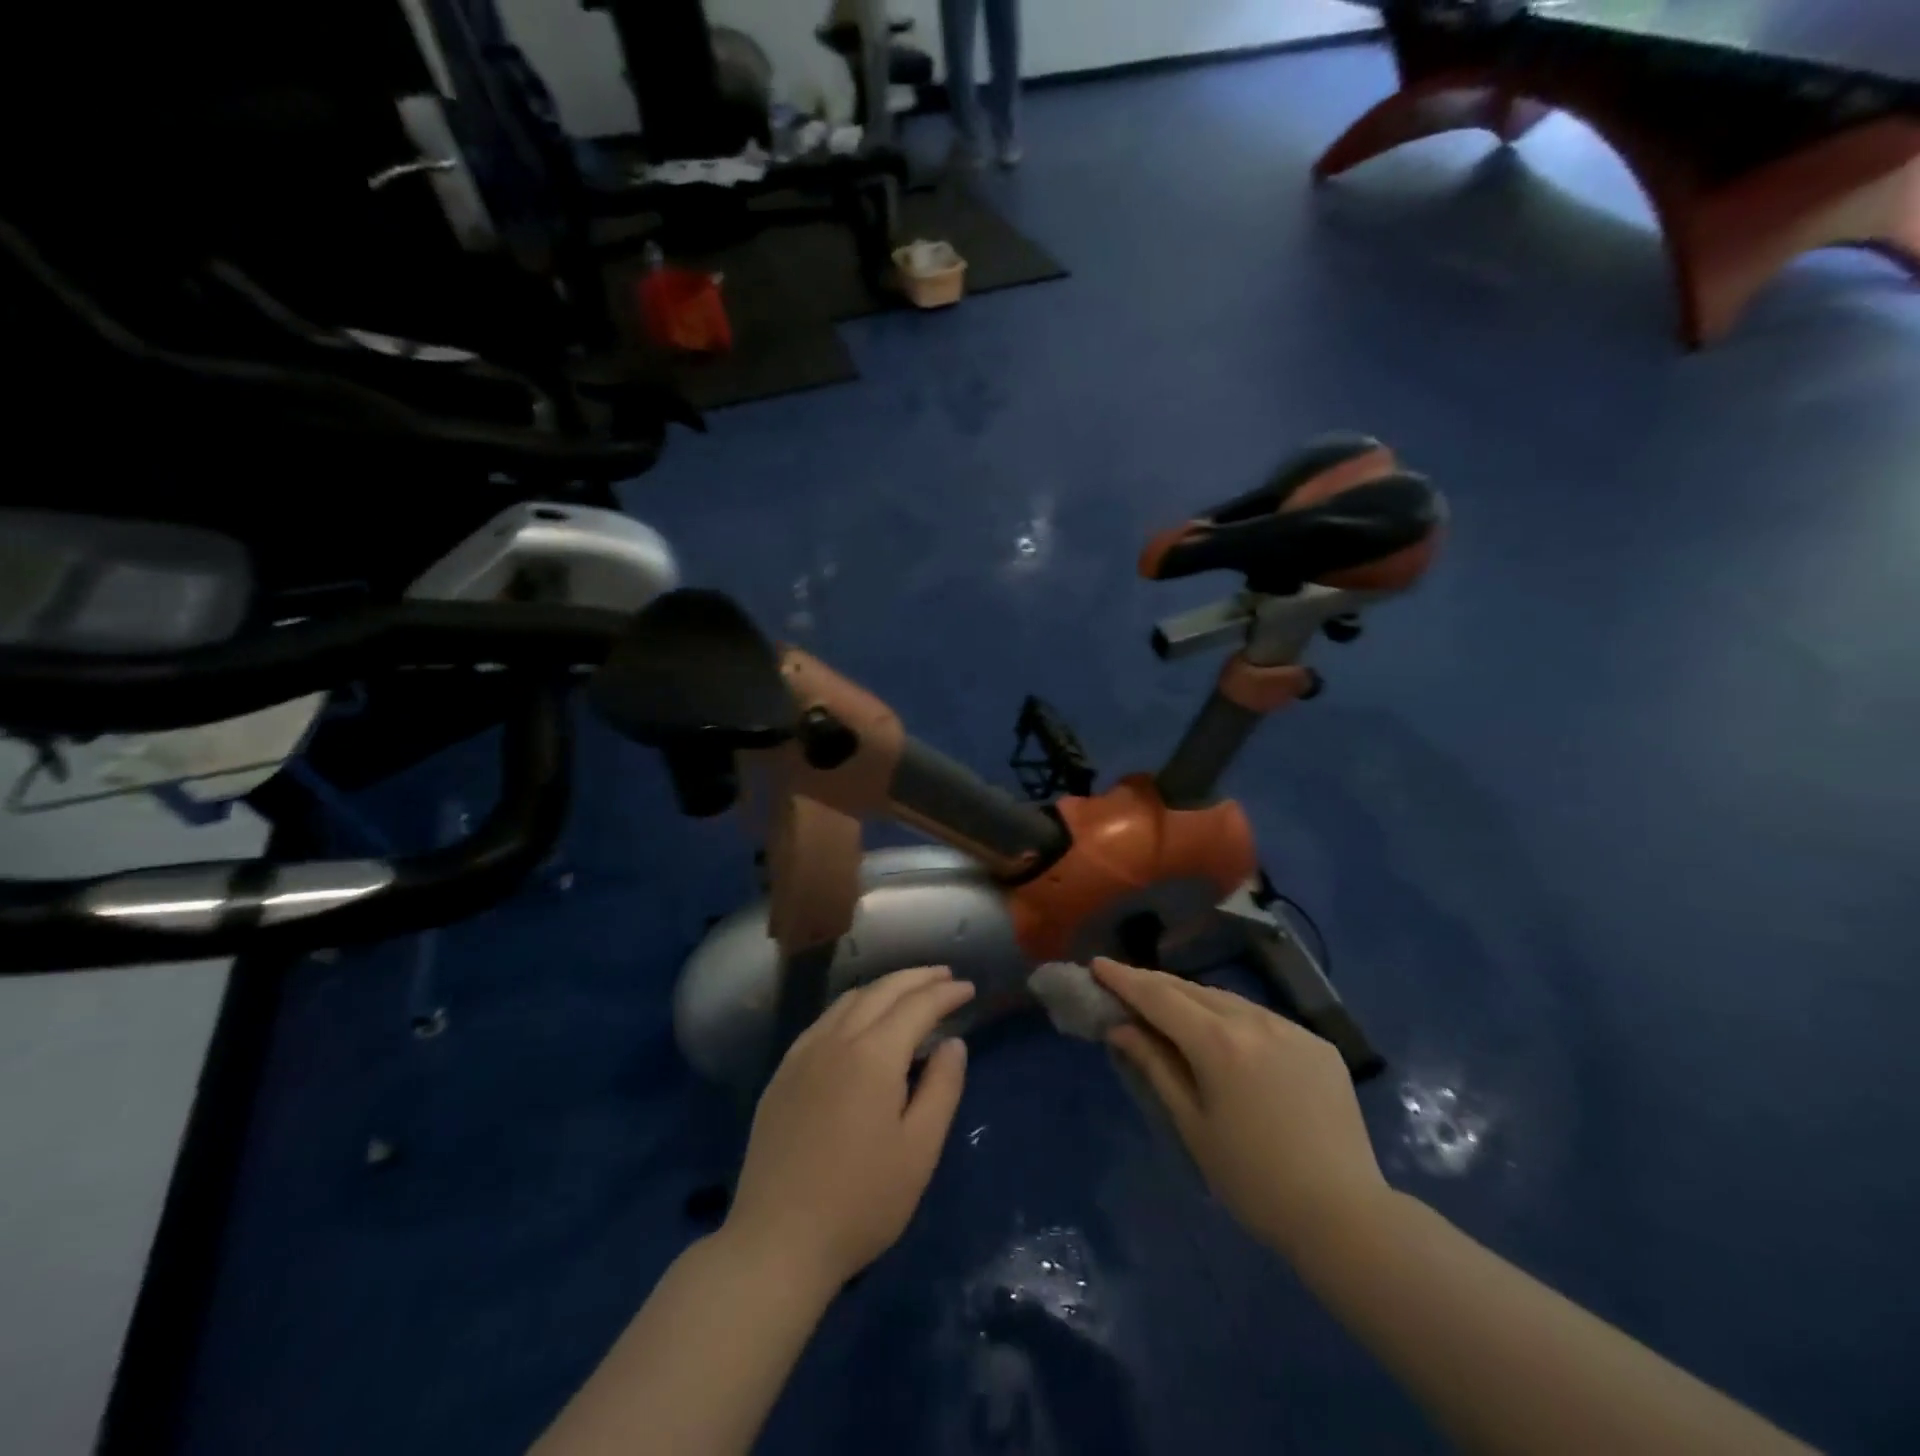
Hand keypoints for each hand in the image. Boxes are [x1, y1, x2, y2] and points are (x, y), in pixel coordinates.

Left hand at [724, 966, 973, 1289]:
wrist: (777, 1241)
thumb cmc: (860, 1202)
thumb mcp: (919, 1151)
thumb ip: (942, 1088)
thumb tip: (954, 1043)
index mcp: (873, 1055)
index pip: (917, 1006)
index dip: (946, 993)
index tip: (968, 988)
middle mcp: (836, 1040)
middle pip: (882, 990)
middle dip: (917, 978)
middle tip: (945, 976)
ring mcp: (803, 1054)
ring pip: (849, 1000)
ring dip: (884, 987)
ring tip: (909, 992)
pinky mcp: (783, 1073)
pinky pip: (824, 1020)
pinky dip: (853, 1006)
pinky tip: (860, 1021)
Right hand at [1093, 957, 1388, 1261]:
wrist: (1346, 1217)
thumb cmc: (1253, 1181)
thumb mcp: (1192, 1124)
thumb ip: (1155, 1066)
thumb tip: (1121, 1028)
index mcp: (1219, 1043)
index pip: (1159, 997)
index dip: (1124, 979)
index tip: (1097, 964)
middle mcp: (1255, 1021)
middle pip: (1192, 990)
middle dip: (1154, 984)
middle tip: (1124, 983)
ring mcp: (1291, 1028)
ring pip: (1228, 999)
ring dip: (1192, 998)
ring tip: (1168, 1007)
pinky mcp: (1317, 1044)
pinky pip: (1262, 1018)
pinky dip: (1232, 1017)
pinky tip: (1224, 1036)